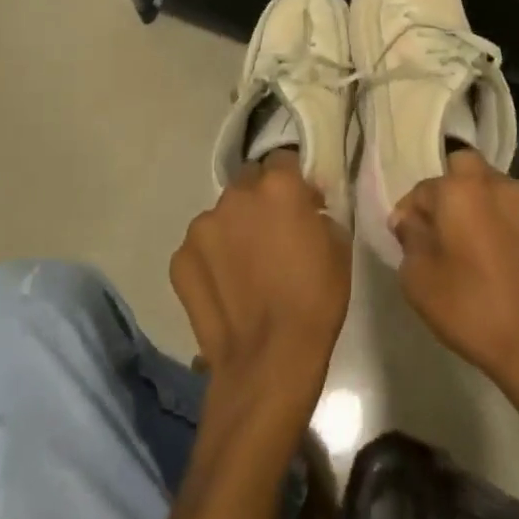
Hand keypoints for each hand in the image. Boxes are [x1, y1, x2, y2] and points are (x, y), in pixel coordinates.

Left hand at [170, 152, 350, 420]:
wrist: (269, 360)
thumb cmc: (315, 300)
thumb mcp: (338, 246)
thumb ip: (317, 213)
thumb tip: (305, 208)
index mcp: (278, 186)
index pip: (283, 159)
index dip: (292, 180)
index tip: (300, 203)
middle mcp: (235, 195)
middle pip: (248, 182)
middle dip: (260, 200)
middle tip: (272, 232)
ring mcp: (202, 226)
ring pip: (221, 215)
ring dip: (234, 228)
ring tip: (245, 264)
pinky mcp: (180, 258)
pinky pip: (201, 246)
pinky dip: (212, 258)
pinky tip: (225, 285)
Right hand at [391, 150, 518, 391]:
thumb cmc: (470, 307)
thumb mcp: (419, 278)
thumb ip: (410, 239)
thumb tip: (410, 220)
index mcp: (461, 189)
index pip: (424, 187)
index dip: (410, 212)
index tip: (404, 238)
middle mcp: (497, 185)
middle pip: (464, 170)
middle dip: (448, 190)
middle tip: (438, 227)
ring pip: (492, 189)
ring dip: (476, 205)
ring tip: (466, 244)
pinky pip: (512, 213)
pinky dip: (498, 224)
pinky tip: (492, 257)